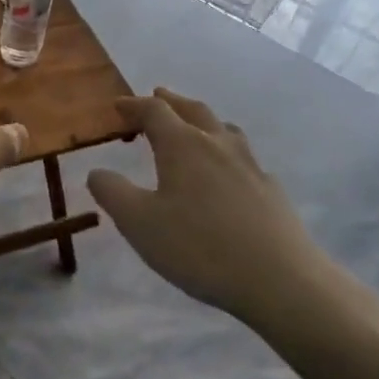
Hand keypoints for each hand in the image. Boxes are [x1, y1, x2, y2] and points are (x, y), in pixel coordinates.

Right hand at [86, 89, 333, 322]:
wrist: (281, 281)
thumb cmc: (199, 247)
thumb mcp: (138, 223)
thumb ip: (112, 192)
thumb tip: (97, 172)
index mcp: (183, 145)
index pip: (154, 111)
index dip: (133, 106)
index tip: (117, 106)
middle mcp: (217, 145)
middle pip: (193, 110)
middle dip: (171, 102)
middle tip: (156, 97)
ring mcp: (250, 166)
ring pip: (223, 129)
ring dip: (202, 120)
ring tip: (193, 126)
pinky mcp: (271, 191)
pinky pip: (244, 157)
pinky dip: (225, 151)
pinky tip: (226, 173)